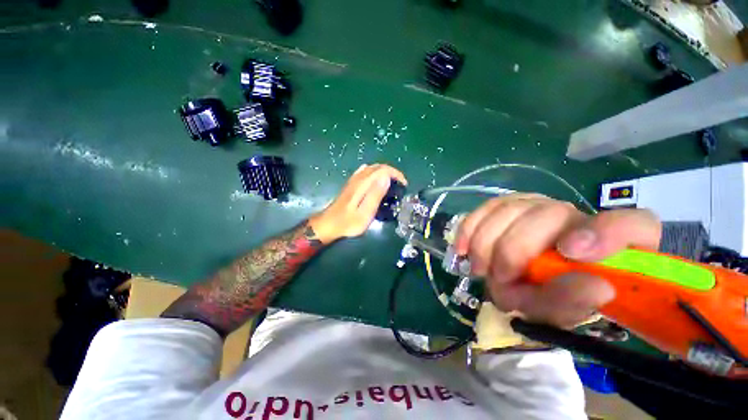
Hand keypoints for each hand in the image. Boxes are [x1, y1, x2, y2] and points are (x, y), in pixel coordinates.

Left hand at [309, 164, 406, 243]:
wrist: (329, 224)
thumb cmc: (349, 222)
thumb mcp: (365, 212)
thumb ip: (376, 194)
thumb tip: (386, 178)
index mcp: (363, 184)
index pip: (383, 170)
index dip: (396, 174)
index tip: (403, 185)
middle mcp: (358, 178)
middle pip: (378, 167)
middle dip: (392, 172)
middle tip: (400, 185)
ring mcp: (354, 180)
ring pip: (372, 168)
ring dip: (385, 172)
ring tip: (392, 184)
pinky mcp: (351, 184)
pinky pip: (365, 172)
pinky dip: (375, 173)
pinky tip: (377, 180)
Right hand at [456, 194, 660, 327]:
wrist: (525, 276)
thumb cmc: (546, 293)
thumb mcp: (562, 309)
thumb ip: (574, 302)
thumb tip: (594, 286)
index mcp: (607, 242)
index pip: (631, 225)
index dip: (604, 233)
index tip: (572, 253)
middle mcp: (572, 214)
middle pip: (546, 214)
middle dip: (513, 250)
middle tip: (498, 277)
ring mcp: (536, 204)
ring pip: (508, 209)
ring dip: (487, 242)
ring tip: (480, 267)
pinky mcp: (507, 204)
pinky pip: (485, 208)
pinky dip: (470, 228)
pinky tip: (463, 247)